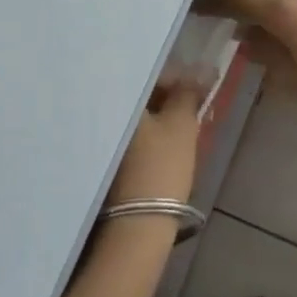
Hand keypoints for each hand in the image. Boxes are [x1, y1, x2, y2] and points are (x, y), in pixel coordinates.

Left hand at [106, 74, 205, 206]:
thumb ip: (188, 94)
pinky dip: (145, 133)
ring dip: (156, 115)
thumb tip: (200, 71)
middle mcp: (98, 112)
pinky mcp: (100, 159)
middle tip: (191, 106)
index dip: (176, 78)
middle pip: (138, 94)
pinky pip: (128, 134)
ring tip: (181, 124)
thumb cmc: (160, 167)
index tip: (197, 89)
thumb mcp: (181, 125)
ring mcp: (96, 137)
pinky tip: (163, 142)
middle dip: (165, 97)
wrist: (137, 225)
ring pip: (134, 116)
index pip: (147, 73)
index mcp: (114, 97)